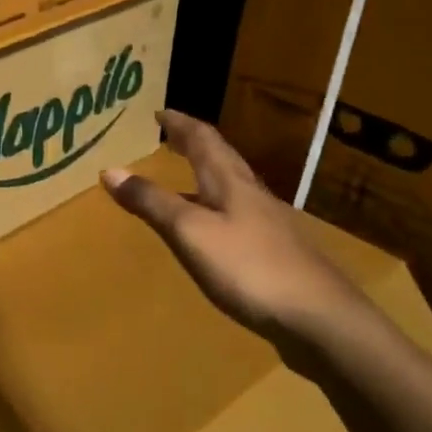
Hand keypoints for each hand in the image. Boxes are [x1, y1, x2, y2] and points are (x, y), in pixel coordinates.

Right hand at [100, 110, 373, 348]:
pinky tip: (211, 231)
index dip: (180, 123)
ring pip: (231, 187)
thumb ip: (151, 201)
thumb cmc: (249, 267)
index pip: (203, 139)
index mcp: (229, 182)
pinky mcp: (275, 253)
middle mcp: (251, 194)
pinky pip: (237, 216)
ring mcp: (268, 224)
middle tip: (171, 136)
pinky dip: (215, 209)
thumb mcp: (189, 232)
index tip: (159, 112)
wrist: (321, 319)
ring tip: (183, 179)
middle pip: (222, 158)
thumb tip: (110, 170)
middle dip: (194, 144)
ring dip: (206, 176)